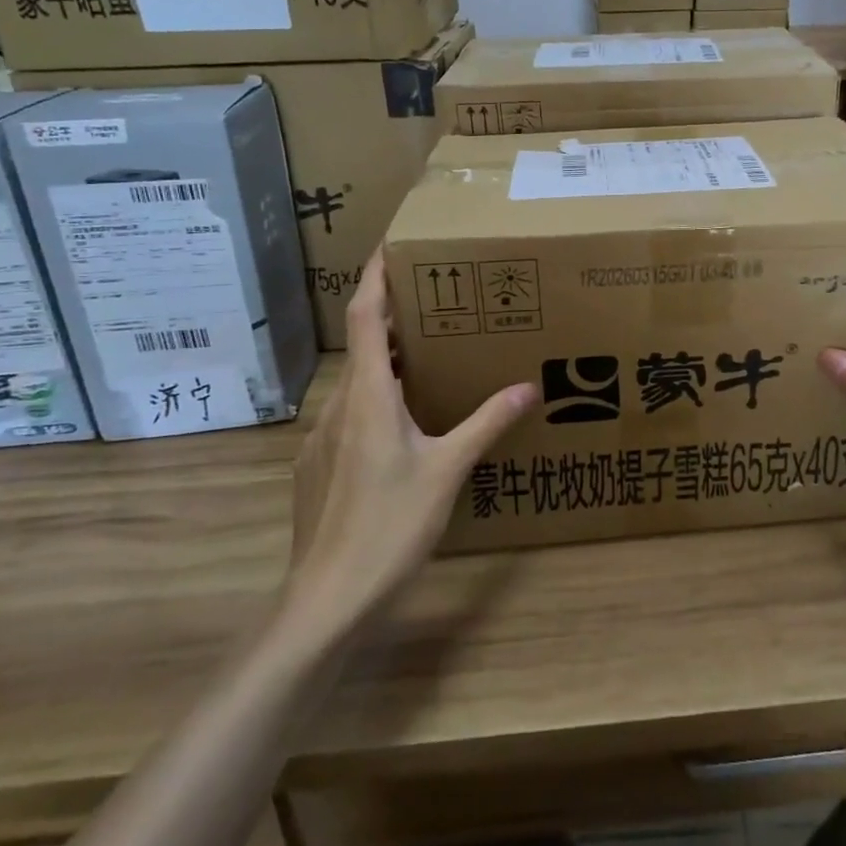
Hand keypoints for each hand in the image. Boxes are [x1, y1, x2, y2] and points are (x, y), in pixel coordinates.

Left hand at [282, 253, 536, 640]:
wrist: (326, 601)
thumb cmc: (389, 526)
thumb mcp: (448, 470)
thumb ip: (486, 423)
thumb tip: (528, 387)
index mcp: (368, 395)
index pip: (365, 316)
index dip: (375, 275)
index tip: (391, 244)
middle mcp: (338, 405)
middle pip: (363, 345)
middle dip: (394, 317)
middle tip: (437, 301)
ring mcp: (321, 438)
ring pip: (356, 382)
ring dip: (387, 361)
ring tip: (428, 357)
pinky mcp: (316, 466)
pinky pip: (349, 414)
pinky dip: (376, 398)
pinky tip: (403, 425)